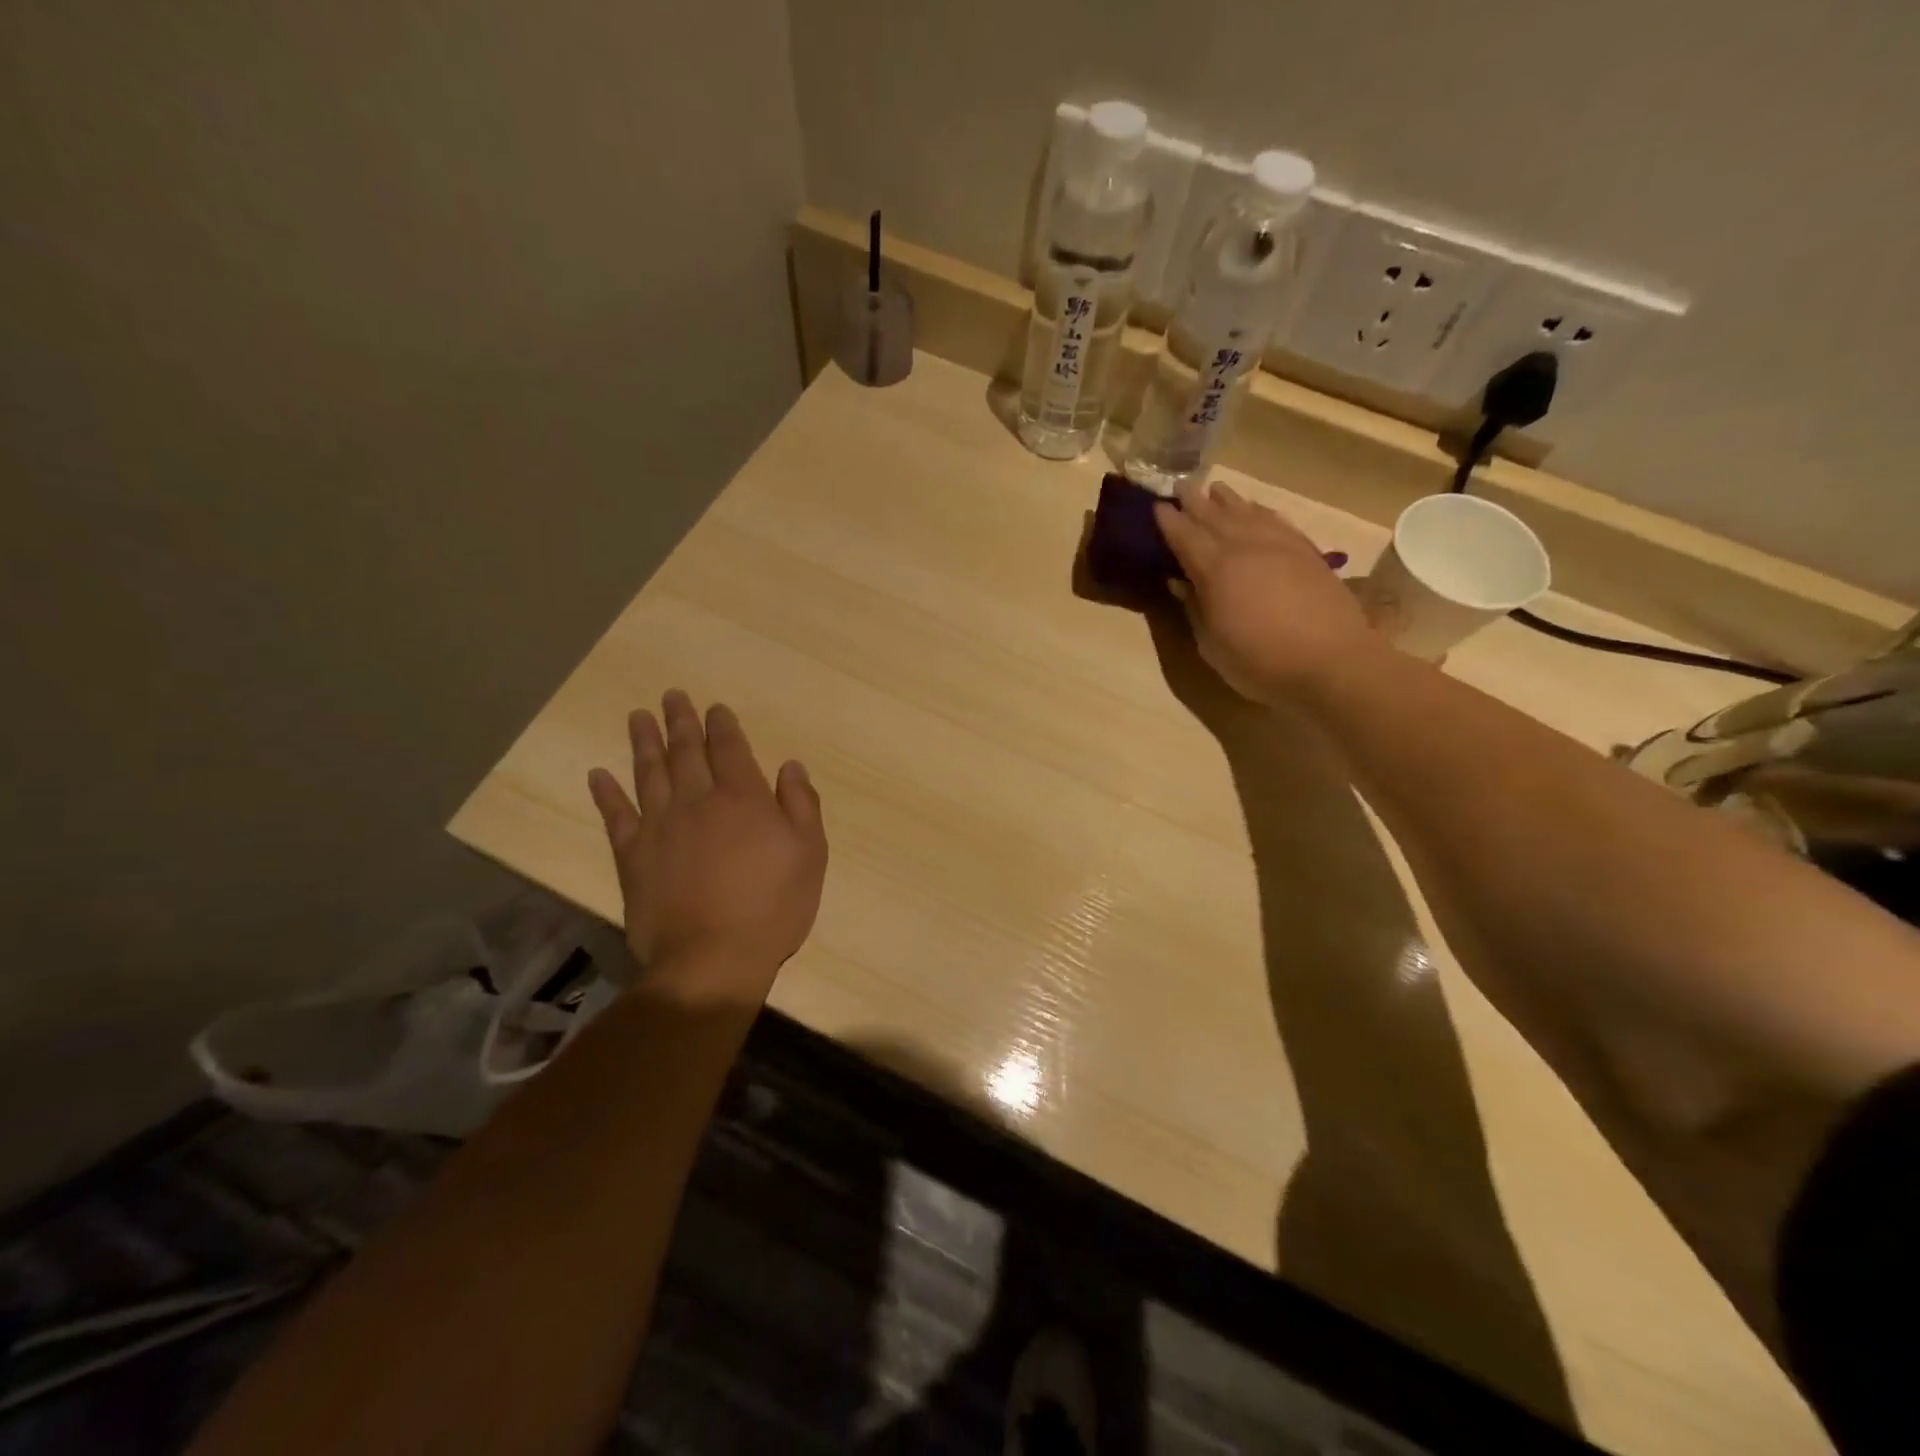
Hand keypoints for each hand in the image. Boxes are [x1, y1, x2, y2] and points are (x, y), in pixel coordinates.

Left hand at [588, 690, 827, 1003]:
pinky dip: (606, 793)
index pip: (730, 749)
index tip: (715, 708)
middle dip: (681, 721)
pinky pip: (616, 816)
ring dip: (644, 742)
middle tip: (672, 696)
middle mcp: (697, 801)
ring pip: (649, 773)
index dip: (722, 725)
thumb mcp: (809, 854)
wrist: (712, 960)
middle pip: (686, 751)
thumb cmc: (772, 907)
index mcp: (742, 798)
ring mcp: (660, 827)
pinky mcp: (632, 857)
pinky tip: (598, 774)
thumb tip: (789, 765)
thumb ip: (801, 805)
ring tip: (639, 717)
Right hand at [1155, 481, 1378, 702]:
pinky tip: (1256, 510)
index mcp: (1216, 569)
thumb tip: (1179, 582)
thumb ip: (1194, 608)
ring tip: (1215, 489)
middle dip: (1195, 500)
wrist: (1333, 662)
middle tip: (1180, 486)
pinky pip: (1276, 520)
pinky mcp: (1306, 552)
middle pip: (1214, 516)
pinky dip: (1260, 511)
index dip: (1169, 521)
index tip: (1157, 507)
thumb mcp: (1212, 645)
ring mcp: (1279, 545)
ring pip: (1247, 512)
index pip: (1185, 536)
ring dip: (1228, 500)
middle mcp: (1245, 547)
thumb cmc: (1261, 662)